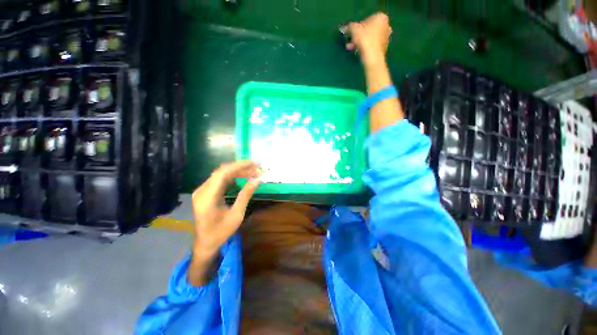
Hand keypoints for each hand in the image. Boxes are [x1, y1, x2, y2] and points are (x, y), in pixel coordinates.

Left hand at [191, 161, 261, 258]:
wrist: (205, 243)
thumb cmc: (221, 232)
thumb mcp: (237, 214)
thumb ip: (246, 195)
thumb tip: (258, 180)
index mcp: (207, 197)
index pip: (222, 174)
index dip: (239, 166)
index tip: (254, 163)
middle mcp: (202, 191)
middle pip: (222, 172)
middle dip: (241, 167)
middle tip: (257, 167)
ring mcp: (203, 191)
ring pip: (221, 174)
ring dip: (238, 171)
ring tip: (253, 171)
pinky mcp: (206, 192)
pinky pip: (220, 180)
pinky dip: (233, 177)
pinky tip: (243, 177)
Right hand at [346, 12, 391, 65]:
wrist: (372, 57)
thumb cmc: (365, 39)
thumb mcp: (354, 30)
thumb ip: (349, 27)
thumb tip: (344, 28)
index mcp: (381, 17)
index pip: (367, 19)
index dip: (358, 26)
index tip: (352, 32)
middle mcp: (386, 25)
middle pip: (369, 29)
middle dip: (359, 35)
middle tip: (351, 41)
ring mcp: (386, 38)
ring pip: (370, 38)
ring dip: (361, 42)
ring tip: (352, 48)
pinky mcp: (383, 48)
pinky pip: (372, 46)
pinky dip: (366, 48)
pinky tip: (359, 52)